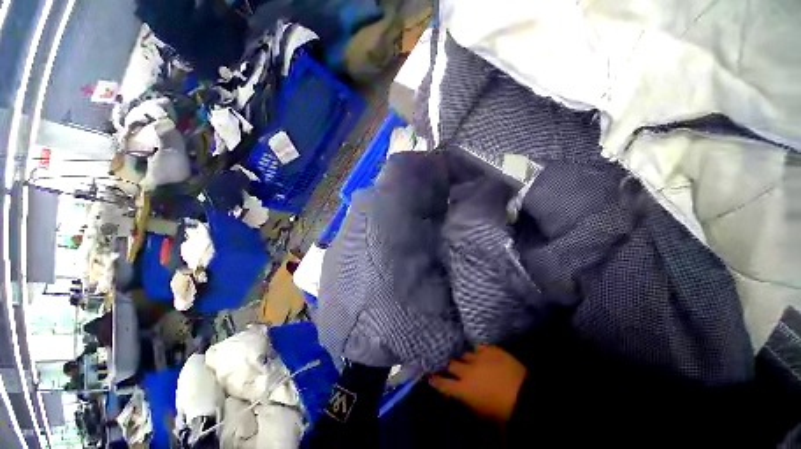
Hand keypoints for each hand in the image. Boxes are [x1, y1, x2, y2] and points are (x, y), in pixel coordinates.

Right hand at [429, 345, 526, 422]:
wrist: (525, 395)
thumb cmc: (503, 411)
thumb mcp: (482, 412)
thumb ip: (468, 401)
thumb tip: (461, 394)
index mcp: (464, 390)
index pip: (444, 384)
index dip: (436, 380)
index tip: (430, 377)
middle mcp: (467, 371)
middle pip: (451, 364)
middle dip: (449, 367)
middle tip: (450, 367)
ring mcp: (478, 358)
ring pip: (464, 354)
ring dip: (465, 359)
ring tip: (467, 361)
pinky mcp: (490, 349)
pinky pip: (479, 348)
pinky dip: (478, 352)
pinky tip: (480, 354)